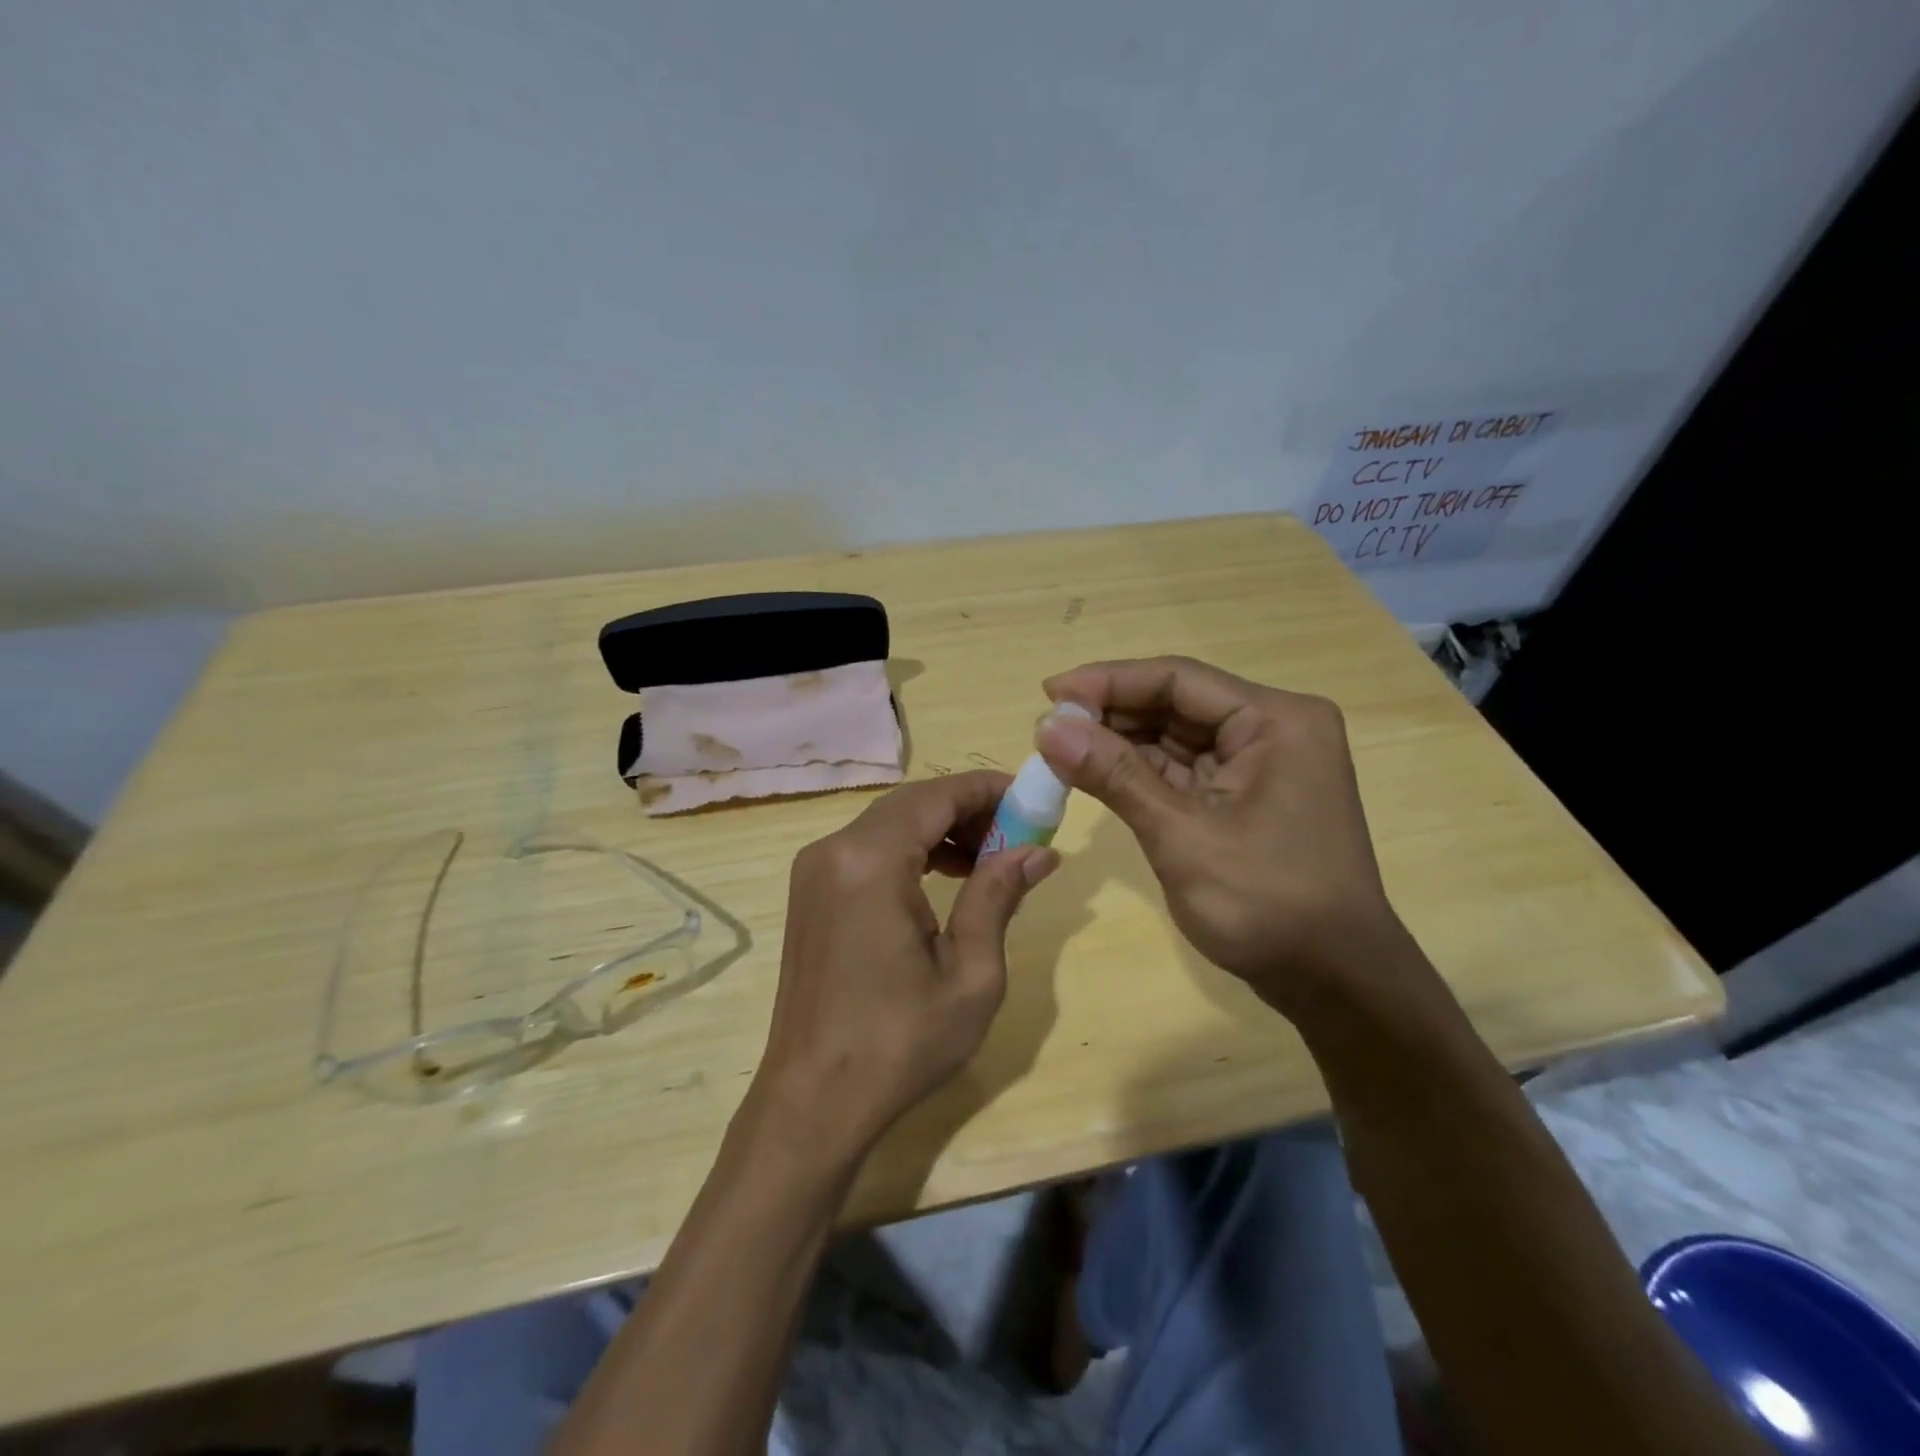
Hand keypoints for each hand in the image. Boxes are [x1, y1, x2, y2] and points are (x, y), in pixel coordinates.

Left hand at [758, 772, 1058, 1155]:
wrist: (813, 1100)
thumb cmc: (899, 1043)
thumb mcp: (970, 973)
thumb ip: (998, 896)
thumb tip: (1039, 850)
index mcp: (870, 860)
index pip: (938, 795)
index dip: (988, 789)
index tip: (1033, 799)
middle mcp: (834, 849)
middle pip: (912, 803)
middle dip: (968, 809)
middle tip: (1018, 834)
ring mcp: (815, 870)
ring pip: (890, 823)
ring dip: (941, 829)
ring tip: (991, 858)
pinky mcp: (811, 892)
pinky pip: (869, 849)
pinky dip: (911, 850)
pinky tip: (946, 876)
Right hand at [1035, 656, 1412, 1019]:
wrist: (1332, 982)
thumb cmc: (1267, 905)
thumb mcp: (1182, 836)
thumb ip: (1115, 775)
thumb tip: (1048, 727)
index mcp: (1275, 721)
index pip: (1178, 679)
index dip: (1108, 681)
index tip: (1049, 694)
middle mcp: (1271, 728)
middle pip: (1176, 702)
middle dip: (1110, 714)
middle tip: (1048, 728)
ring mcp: (1259, 763)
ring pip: (1174, 735)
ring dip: (1119, 742)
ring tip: (1059, 749)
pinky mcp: (1244, 795)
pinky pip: (1182, 768)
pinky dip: (1138, 771)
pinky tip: (1093, 772)